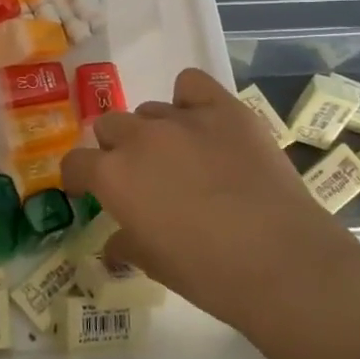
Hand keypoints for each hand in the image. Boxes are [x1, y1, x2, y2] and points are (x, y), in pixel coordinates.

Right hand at [61, 68, 359, 358]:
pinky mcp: (225, 110)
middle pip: (110, 126)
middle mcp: (140, 138)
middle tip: (142, 177)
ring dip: (155, 132)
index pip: (75, 162)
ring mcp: (183, 119)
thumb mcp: (154, 265)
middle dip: (118, 150)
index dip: (80, 178)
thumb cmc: (209, 274)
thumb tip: (114, 245)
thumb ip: (125, 244)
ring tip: (182, 157)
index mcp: (113, 176)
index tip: (89, 190)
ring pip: (150, 111)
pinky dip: (190, 100)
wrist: (284, 264)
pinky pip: (191, 84)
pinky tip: (203, 123)